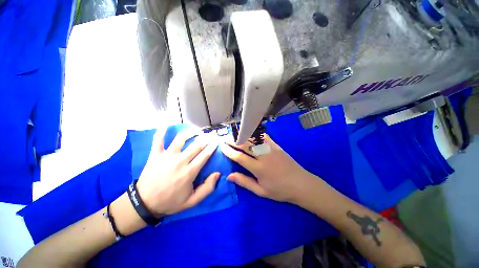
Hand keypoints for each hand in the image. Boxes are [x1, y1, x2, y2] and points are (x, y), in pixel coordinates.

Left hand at [136, 129, 219, 215]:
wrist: (144, 204)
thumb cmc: (170, 202)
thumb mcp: (192, 201)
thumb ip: (207, 188)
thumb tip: (217, 174)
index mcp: (189, 172)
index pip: (205, 155)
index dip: (212, 146)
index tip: (217, 140)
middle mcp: (179, 161)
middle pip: (196, 145)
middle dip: (206, 138)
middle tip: (211, 133)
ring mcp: (166, 156)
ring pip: (180, 139)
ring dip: (190, 132)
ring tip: (196, 130)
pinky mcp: (155, 155)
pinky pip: (158, 140)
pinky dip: (162, 132)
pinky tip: (166, 125)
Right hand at [220, 134, 314, 202]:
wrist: (301, 184)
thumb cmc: (280, 191)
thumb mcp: (261, 191)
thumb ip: (244, 182)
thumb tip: (229, 176)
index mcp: (259, 168)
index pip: (239, 157)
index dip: (229, 151)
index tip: (222, 146)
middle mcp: (263, 156)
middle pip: (245, 145)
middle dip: (233, 140)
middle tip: (225, 138)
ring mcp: (271, 149)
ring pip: (253, 139)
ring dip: (243, 136)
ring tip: (235, 134)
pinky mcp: (277, 146)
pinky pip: (265, 137)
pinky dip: (256, 134)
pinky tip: (251, 132)